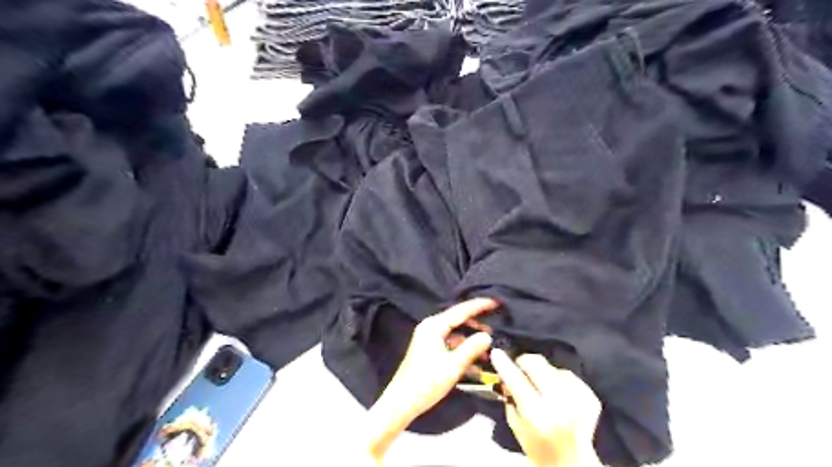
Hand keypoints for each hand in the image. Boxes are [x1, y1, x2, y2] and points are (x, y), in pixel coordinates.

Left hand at [364, 298, 492, 461]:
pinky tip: (478, 366)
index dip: (479, 306)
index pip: (460, 311)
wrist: (402, 402)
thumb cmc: (426, 382)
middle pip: (458, 321)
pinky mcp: (430, 352)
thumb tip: (488, 335)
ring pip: (456, 335)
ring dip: (472, 342)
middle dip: (477, 325)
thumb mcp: (453, 365)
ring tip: (490, 350)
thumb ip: (472, 348)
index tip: (496, 301)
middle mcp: (431, 328)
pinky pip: (451, 346)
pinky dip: (463, 353)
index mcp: (434, 326)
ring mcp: (430, 340)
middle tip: (497, 328)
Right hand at [489, 350, 601, 466]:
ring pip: (553, 367)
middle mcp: (559, 405)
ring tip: (542, 386)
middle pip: (538, 364)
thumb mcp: (516, 425)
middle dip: (524, 362)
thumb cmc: (538, 446)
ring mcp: (578, 400)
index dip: (504, 363)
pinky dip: (560, 380)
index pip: (516, 380)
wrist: (572, 463)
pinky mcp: (591, 398)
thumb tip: (506, 375)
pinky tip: (558, 393)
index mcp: (537, 414)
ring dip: (543, 373)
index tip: (496, 352)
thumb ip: (510, 398)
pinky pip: (569, 375)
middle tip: (520, 368)